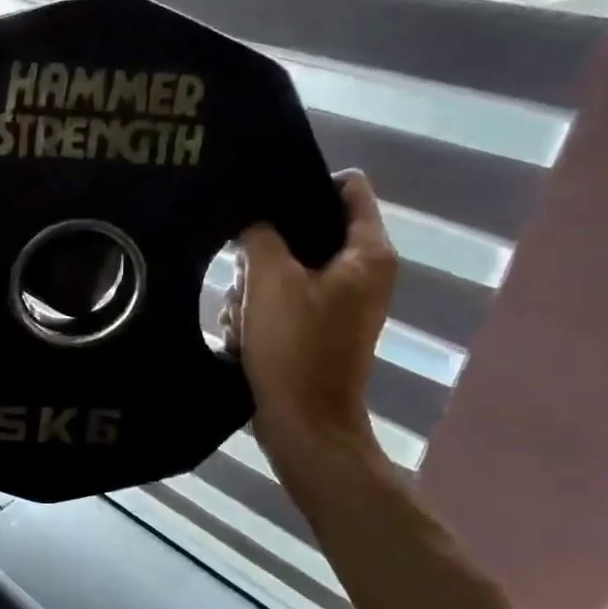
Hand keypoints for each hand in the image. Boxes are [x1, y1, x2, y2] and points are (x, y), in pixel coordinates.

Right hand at [224, 170, 397, 490]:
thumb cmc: (295, 348)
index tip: (261, 196)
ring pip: (285, 270)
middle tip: (241, 271)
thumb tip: (253, 218)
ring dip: (253, 289)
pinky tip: (242, 334)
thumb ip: (261, 236)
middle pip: (306, 233)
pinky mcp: (317, 330)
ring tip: (239, 315)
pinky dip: (259, 314)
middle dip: (265, 251)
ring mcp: (340, 304)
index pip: (347, 188)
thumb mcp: (270, 282)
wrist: (304, 424)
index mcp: (367, 254)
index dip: (304, 183)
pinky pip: (282, 302)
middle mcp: (362, 273)